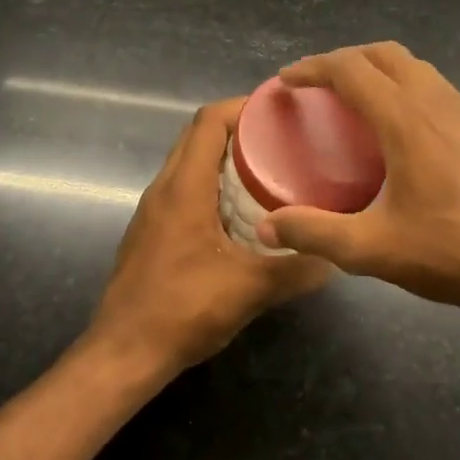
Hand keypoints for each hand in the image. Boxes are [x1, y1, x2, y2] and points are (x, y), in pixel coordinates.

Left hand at [86, 98, 332, 378]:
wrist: (123, 353)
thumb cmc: (183, 311)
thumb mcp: (250, 290)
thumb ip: (296, 271)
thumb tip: (335, 258)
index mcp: (183, 189)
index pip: (208, 122)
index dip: (243, 106)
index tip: (280, 110)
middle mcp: (163, 190)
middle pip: (197, 137)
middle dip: (239, 129)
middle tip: (284, 140)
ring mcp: (153, 212)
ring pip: (189, 164)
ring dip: (224, 158)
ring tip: (270, 171)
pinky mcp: (151, 233)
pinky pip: (184, 191)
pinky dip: (212, 185)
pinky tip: (241, 213)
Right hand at [254, 43, 459, 324]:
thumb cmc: (451, 254)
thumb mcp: (372, 249)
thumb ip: (314, 233)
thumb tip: (266, 228)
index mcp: (406, 120)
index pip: (351, 70)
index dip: (314, 67)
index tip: (288, 79)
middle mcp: (439, 104)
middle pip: (386, 55)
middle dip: (346, 59)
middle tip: (319, 85)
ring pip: (419, 69)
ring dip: (382, 71)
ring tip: (358, 103)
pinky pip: (440, 91)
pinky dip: (410, 91)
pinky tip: (406, 134)